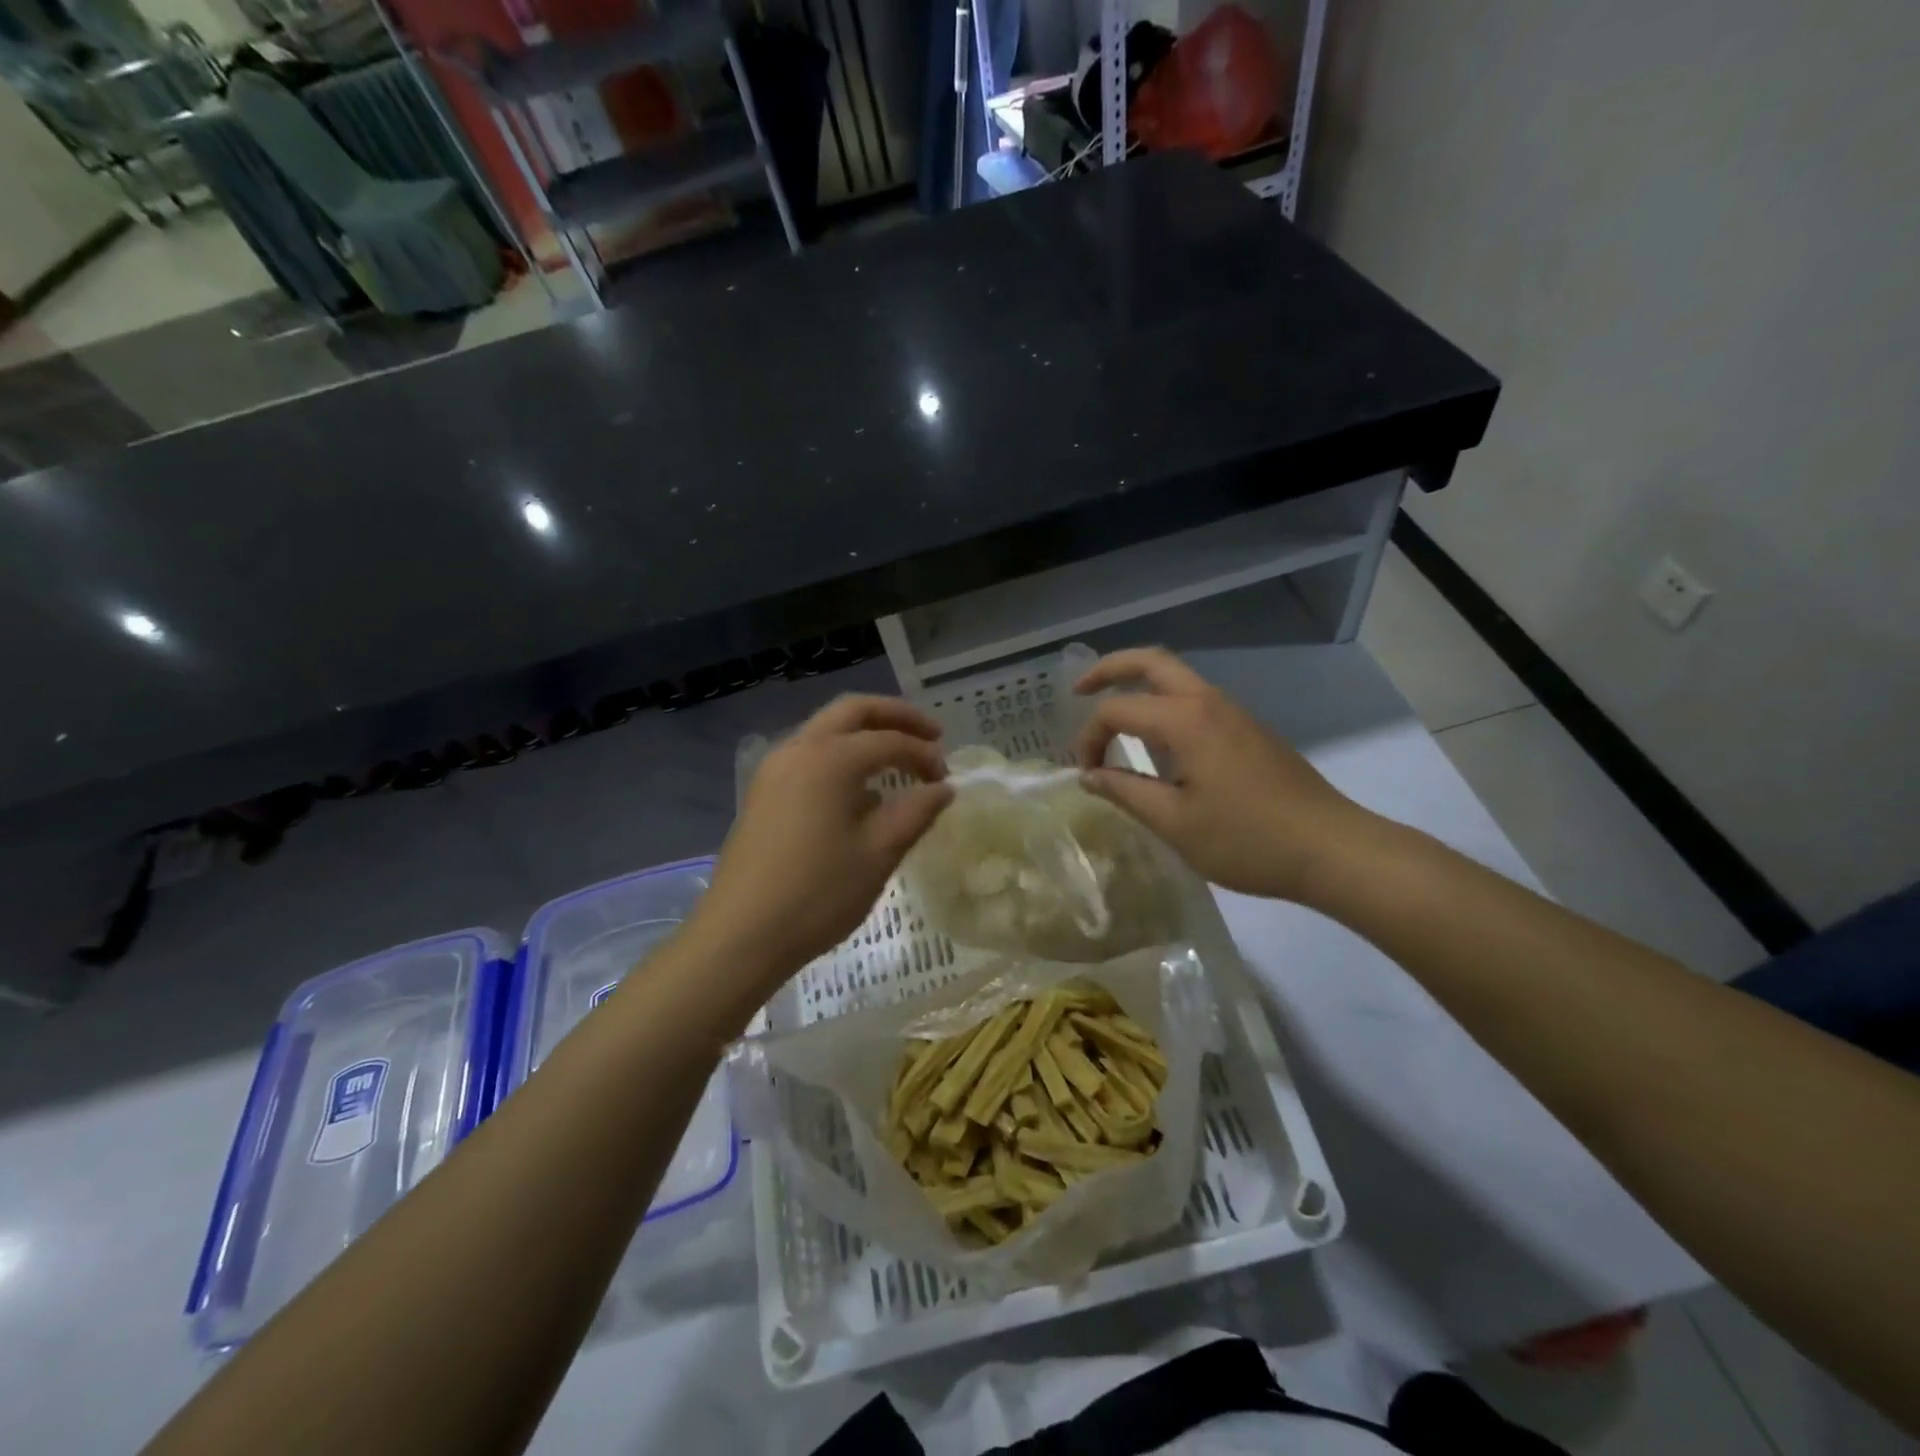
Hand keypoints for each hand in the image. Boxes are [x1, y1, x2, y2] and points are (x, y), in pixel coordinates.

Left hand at [691, 695, 952, 984]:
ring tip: (899, 761)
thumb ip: (916, 811)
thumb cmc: (818, 894)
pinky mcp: (764, 792)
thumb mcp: (879, 854)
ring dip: (866, 734)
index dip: (924, 754)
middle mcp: (799, 749)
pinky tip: (860, 793)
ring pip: (827, 730)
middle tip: (931, 735)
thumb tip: (943, 788)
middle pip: (852, 711)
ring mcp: (774, 769)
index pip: (890, 741)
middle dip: (895, 717)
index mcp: (830, 759)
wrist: (741, 935)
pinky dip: (841, 757)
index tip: (947, 779)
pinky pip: (810, 756)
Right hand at [1071, 648, 1375, 903]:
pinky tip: (1159, 744)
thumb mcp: (1175, 823)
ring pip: (1178, 678)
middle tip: (1079, 690)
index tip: (1086, 775)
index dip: (1090, 739)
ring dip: (1140, 686)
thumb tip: (1089, 775)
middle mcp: (1209, 702)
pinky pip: (1196, 702)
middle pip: (1152, 661)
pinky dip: (1165, 706)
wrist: (1332, 849)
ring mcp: (1234, 714)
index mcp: (1186, 720)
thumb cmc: (1247, 839)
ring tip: (1114, 717)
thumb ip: (1125, 791)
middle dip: (1110, 668)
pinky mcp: (1250, 732)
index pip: (1117, 711)